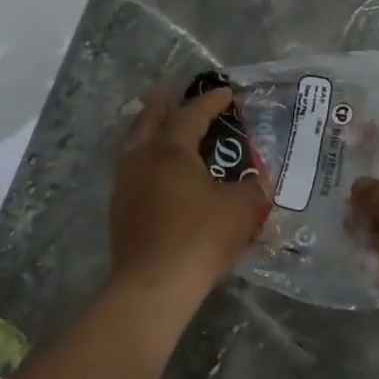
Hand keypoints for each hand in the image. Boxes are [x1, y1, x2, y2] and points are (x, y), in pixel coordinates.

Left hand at [110, 86, 268, 304]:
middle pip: (151, 117)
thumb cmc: (200, 238)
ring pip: (135, 141)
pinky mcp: (119, 208)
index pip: (192, 113)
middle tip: (182, 94)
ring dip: (151, 128)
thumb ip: (254, 189)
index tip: (227, 93)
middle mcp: (142, 157)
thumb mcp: (241, 210)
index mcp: (171, 149)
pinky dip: (146, 156)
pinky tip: (158, 171)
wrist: (153, 286)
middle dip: (168, 102)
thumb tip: (260, 182)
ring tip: (165, 126)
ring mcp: (125, 183)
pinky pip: (132, 168)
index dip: (211, 101)